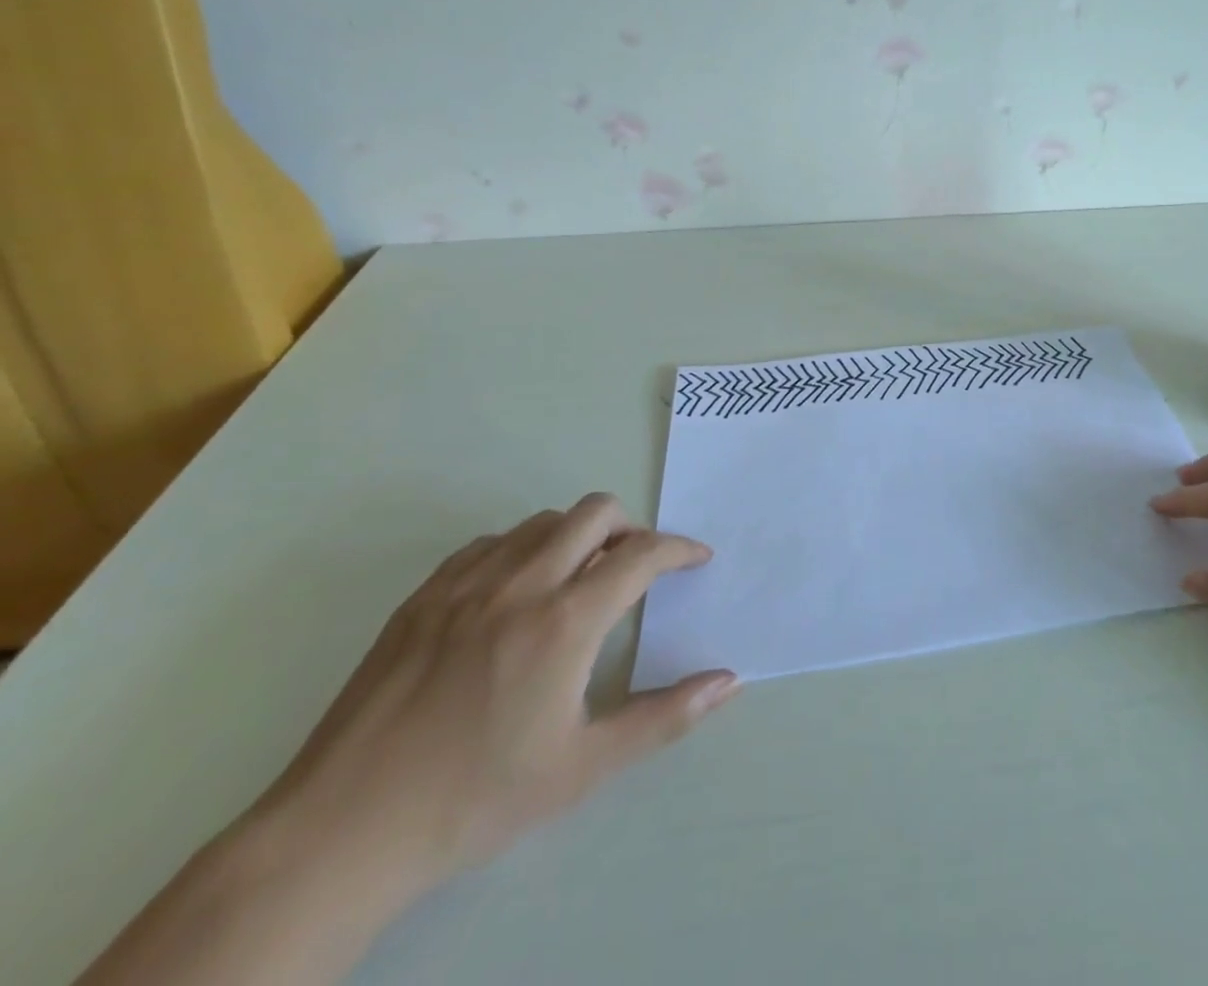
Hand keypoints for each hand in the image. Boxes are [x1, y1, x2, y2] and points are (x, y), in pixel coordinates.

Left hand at [252, 493, 738, 903]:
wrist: (339, 836)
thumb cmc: (475, 799)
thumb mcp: (583, 767)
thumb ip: (664, 717)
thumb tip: (729, 680)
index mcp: (565, 621)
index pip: (642, 554)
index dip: (680, 549)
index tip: (696, 560)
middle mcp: (521, 584)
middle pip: (595, 512)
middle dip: (631, 528)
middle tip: (637, 569)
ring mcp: (466, 585)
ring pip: (543, 520)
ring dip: (578, 535)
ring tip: (580, 579)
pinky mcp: (423, 597)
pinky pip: (491, 543)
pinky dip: (523, 549)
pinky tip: (517, 594)